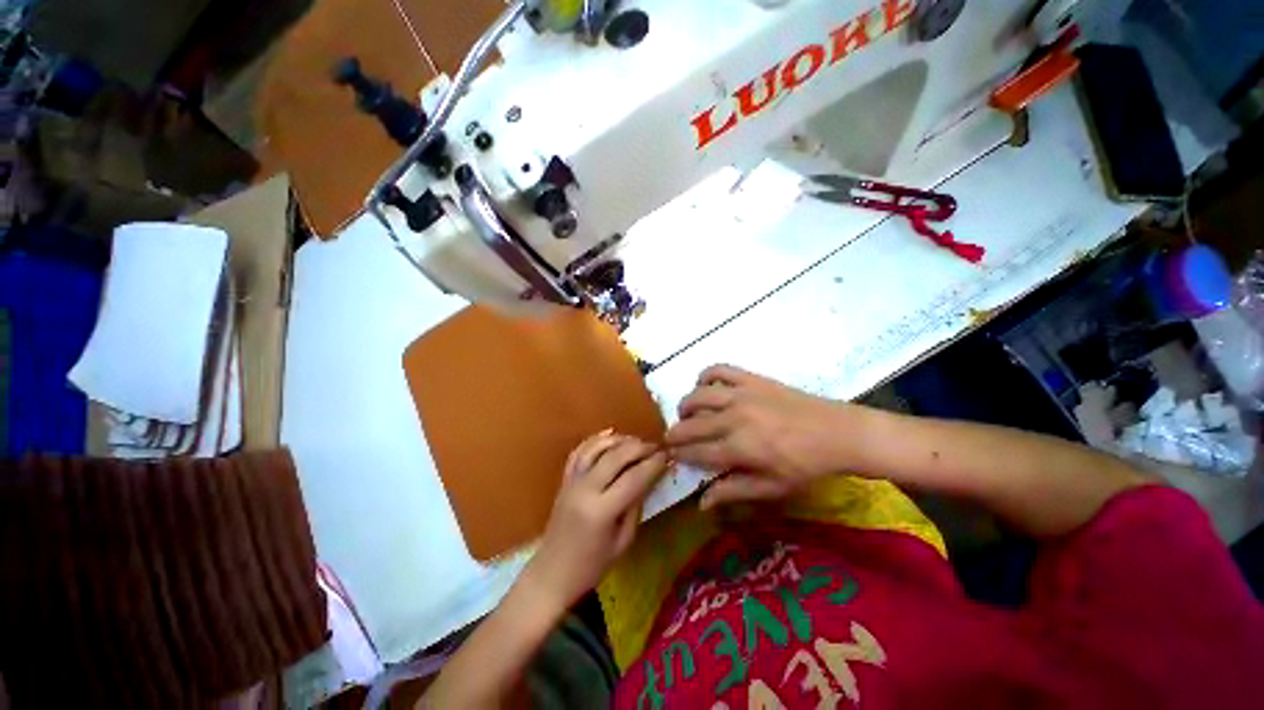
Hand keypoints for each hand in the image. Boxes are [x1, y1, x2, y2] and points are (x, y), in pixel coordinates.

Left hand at [525, 431, 668, 611]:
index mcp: (601, 511)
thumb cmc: (591, 566)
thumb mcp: (622, 542)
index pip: (633, 478)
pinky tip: (610, 435)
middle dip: (638, 447)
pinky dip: (595, 440)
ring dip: (618, 440)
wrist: (551, 574)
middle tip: (655, 447)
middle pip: (615, 456)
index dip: (653, 464)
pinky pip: (579, 451)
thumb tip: (649, 479)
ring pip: (596, 448)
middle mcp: (585, 489)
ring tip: (636, 441)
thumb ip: (635, 507)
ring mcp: (572, 482)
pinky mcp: (564, 479)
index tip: (667, 456)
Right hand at [666, 365, 856, 508]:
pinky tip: (704, 385)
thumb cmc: (805, 466)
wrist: (837, 433)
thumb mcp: (771, 487)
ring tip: (685, 413)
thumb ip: (733, 491)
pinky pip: (719, 370)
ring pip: (698, 395)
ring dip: (685, 405)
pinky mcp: (752, 379)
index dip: (679, 454)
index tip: (670, 455)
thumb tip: (702, 502)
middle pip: (690, 424)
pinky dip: (706, 375)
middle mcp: (733, 418)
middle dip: (674, 433)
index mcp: (738, 449)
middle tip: (672, 438)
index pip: (696, 452)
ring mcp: (742, 394)